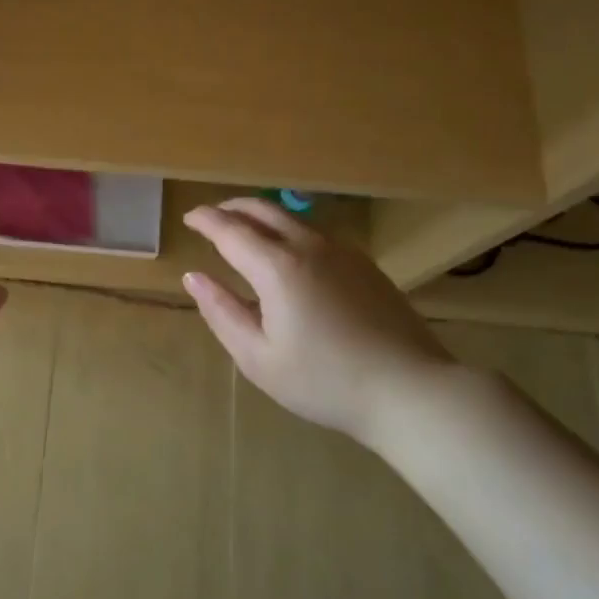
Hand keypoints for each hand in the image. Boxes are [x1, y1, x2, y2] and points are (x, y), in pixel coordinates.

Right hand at [182, 199, 459, 448]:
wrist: (409, 390)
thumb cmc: (324, 381)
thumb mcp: (258, 357)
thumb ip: (221, 312)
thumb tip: (193, 277)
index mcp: (276, 268)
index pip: (230, 230)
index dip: (205, 220)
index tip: (189, 218)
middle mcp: (308, 246)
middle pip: (262, 210)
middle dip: (231, 208)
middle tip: (212, 217)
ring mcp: (342, 251)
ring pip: (292, 218)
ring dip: (261, 216)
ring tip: (245, 231)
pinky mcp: (364, 264)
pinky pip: (315, 233)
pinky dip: (288, 230)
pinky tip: (288, 254)